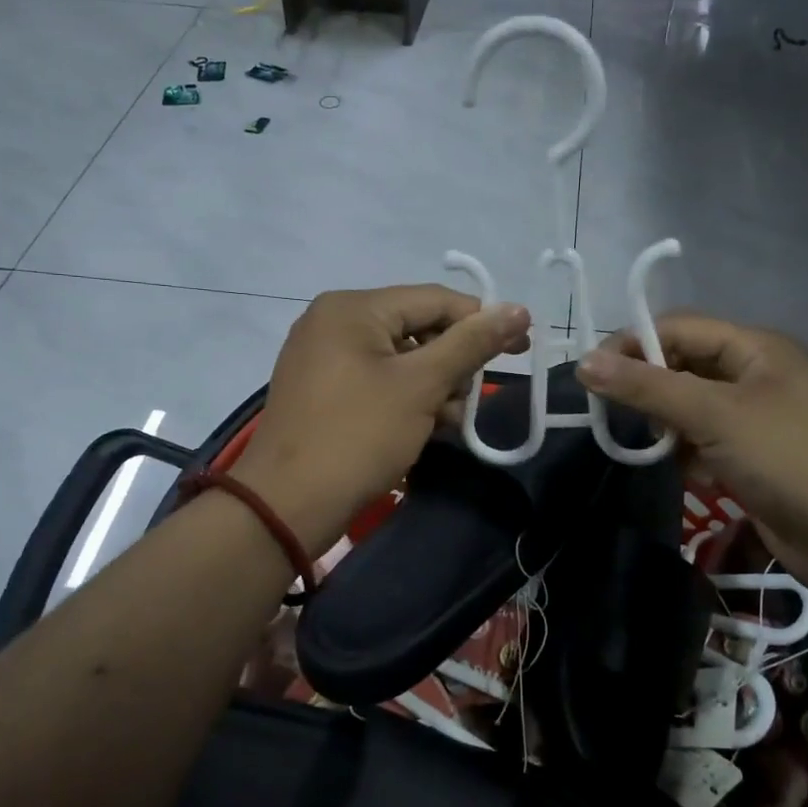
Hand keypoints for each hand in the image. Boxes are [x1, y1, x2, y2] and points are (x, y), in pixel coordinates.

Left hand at [231, 285, 531, 552]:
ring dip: (433, 387)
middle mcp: (334, 322)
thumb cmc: (358, 436)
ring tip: (446, 423)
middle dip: (452, 364)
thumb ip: (471, 344)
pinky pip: (378, 381)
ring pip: (401, 359)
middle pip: (417, 328)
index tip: (521, 347)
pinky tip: (424, 429)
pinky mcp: (323, 391)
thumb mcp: (421, 386)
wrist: (286, 507)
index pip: (434, 299)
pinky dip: (406, 400)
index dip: (482, 321)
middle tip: (468, 401)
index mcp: (353, 308)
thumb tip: (519, 310)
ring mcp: (324, 358)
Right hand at [577, 315, 807, 594]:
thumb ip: (647, 387)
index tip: (591, 374)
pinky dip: (683, 449)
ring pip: (690, 404)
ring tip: (640, 440)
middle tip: (608, 409)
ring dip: (663, 420)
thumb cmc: (785, 458)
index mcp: (755, 348)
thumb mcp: (713, 415)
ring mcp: (755, 416)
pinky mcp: (751, 455)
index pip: (679, 328)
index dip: (633, 344)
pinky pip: (703, 438)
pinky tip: (676, 467)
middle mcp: (755, 373)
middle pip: (683, 364)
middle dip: (646, 384)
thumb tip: (584, 363)